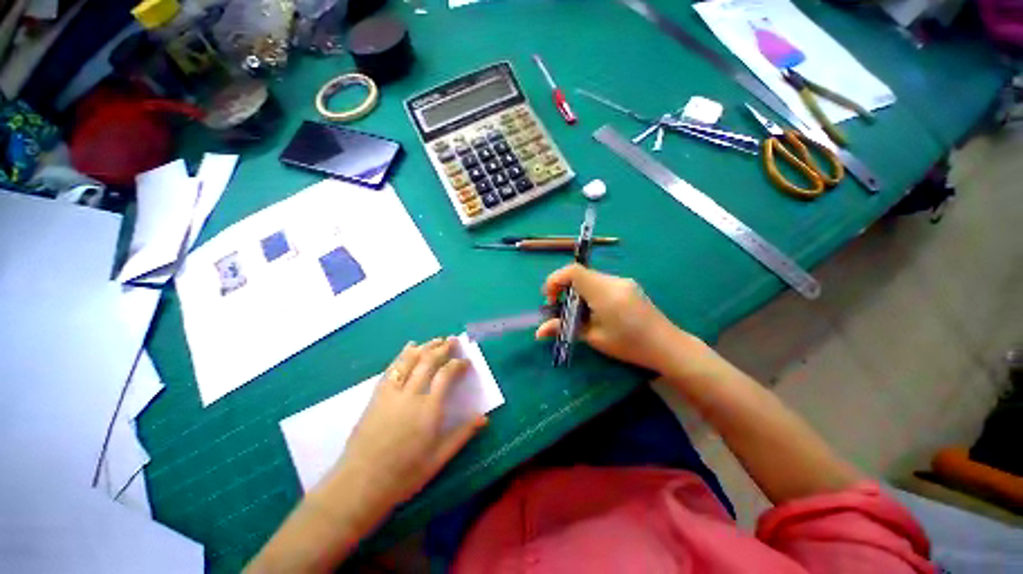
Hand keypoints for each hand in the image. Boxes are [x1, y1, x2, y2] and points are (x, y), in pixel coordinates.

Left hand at [335, 337, 486, 506]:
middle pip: (428, 361)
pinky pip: (392, 368)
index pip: (446, 375)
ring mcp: (391, 393)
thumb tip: (484, 418)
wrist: (359, 485)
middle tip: (453, 340)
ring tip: (436, 340)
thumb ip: (462, 435)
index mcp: (429, 409)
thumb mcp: (438, 459)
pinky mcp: (377, 396)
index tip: (466, 362)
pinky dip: (402, 355)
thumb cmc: (403, 475)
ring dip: (425, 347)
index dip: (458, 364)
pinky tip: (409, 347)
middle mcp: (411, 394)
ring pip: (410, 360)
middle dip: (443, 348)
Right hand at [536, 264, 685, 372]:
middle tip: (560, 309)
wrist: (668, 347)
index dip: (555, 280)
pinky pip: (601, 283)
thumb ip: (565, 328)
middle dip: (564, 288)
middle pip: (580, 274)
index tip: (551, 299)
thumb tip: (538, 332)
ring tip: (577, 313)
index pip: (573, 271)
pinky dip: (589, 292)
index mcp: (604, 292)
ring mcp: (623, 281)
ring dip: (577, 291)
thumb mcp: (594, 338)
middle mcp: (614, 281)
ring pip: (590, 278)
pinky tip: (594, 311)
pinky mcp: (628, 286)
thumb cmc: (630, 345)